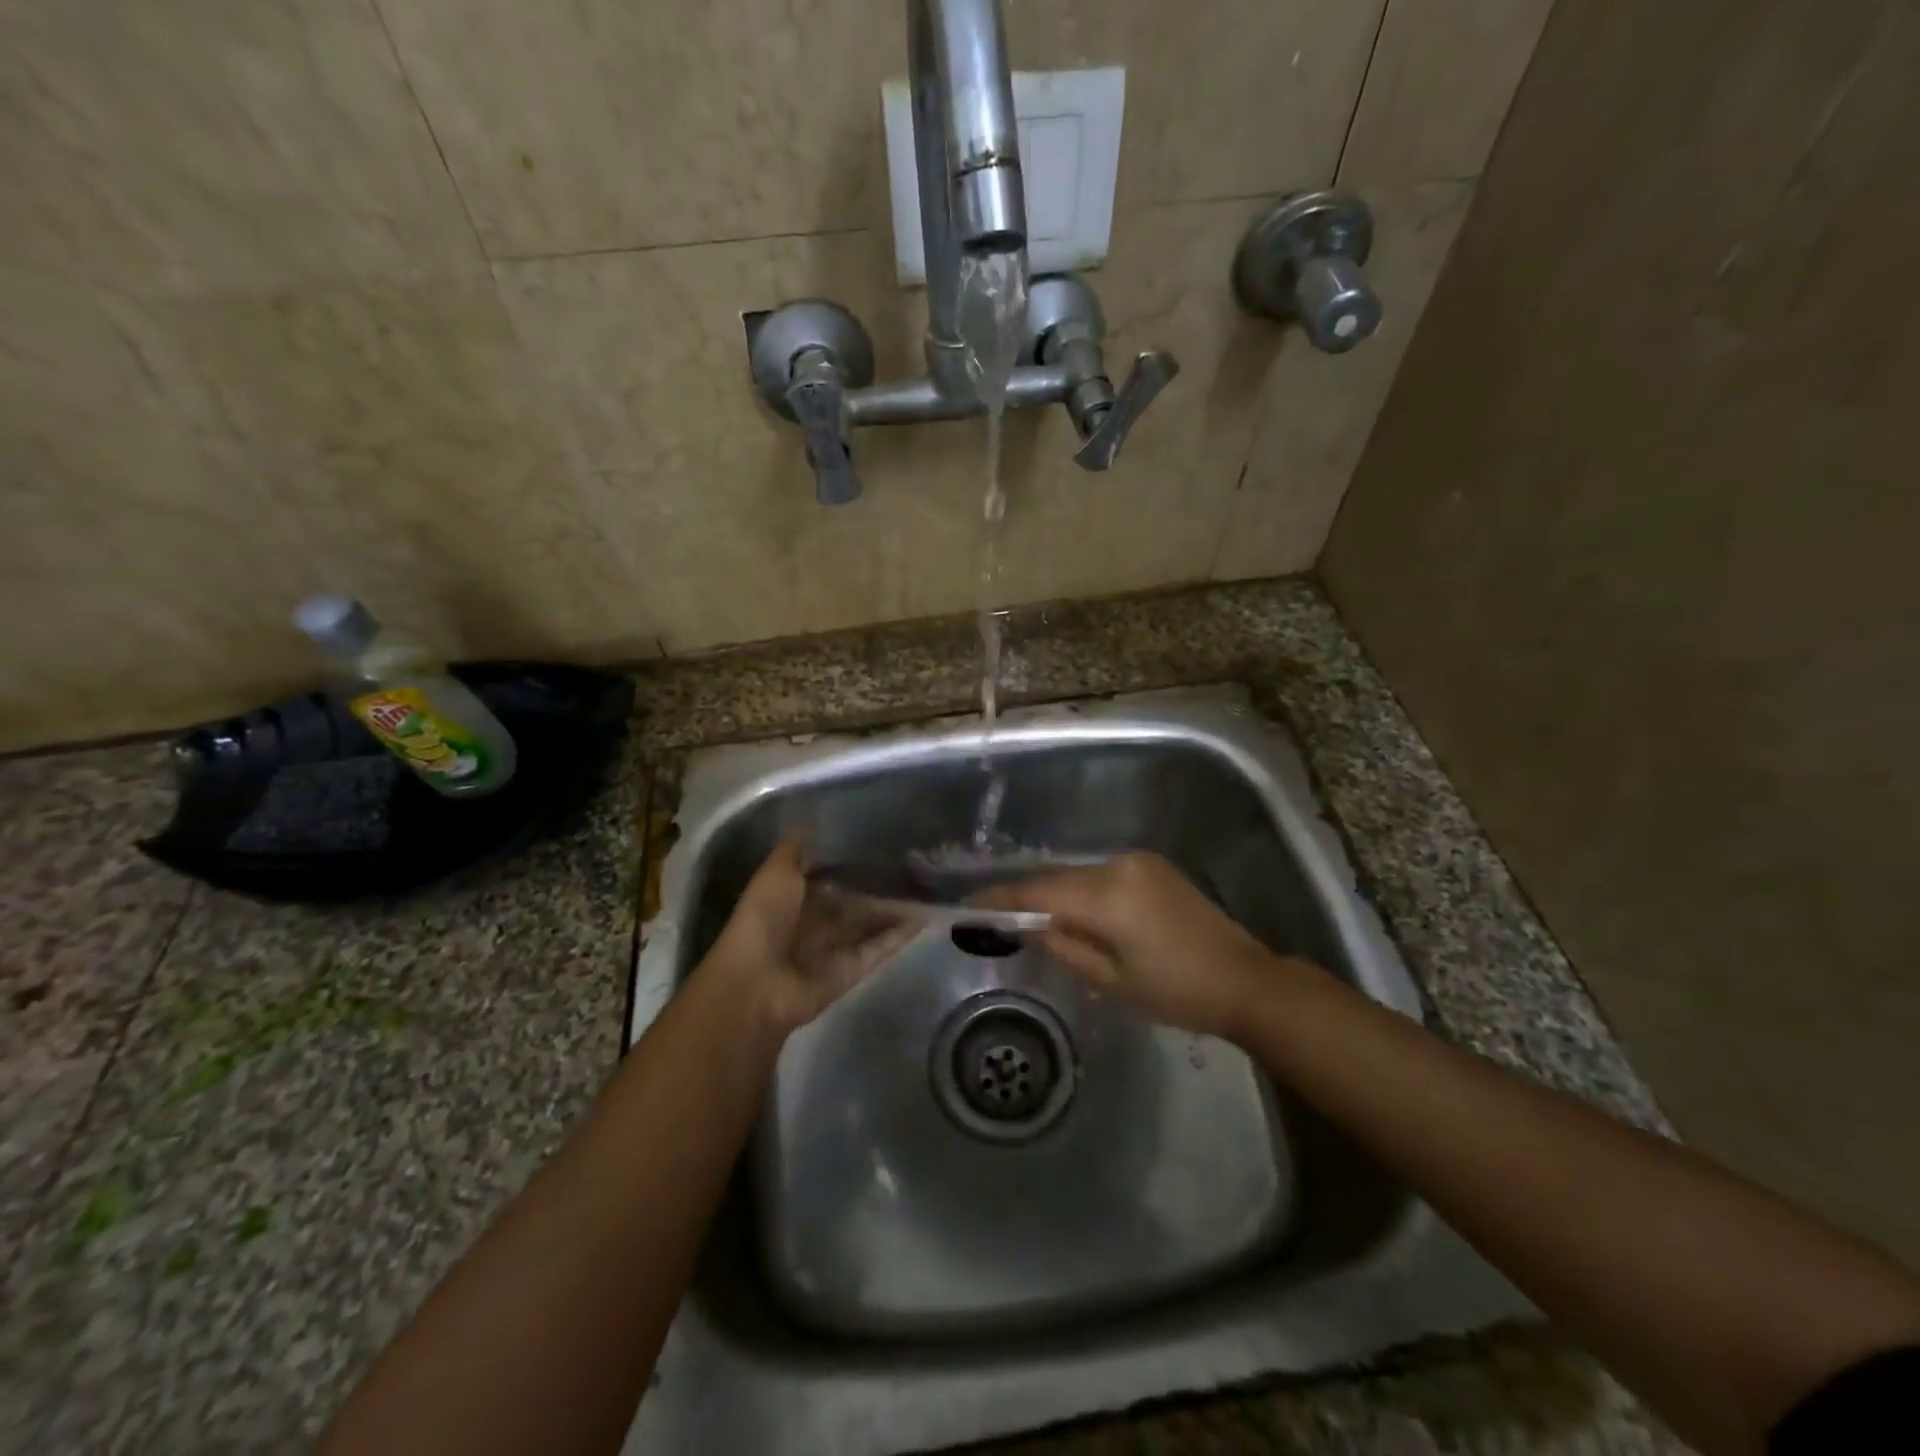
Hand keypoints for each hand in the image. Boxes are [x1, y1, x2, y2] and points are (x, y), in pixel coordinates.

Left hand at [700, 840, 920, 1036]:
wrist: (757, 984)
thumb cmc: (763, 920)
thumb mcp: (776, 872)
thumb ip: (796, 850)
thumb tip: (813, 821)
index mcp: (792, 898)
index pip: (826, 874)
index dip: (849, 859)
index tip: (879, 838)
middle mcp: (815, 922)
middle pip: (852, 899)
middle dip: (876, 883)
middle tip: (913, 858)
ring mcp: (835, 947)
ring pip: (871, 922)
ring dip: (895, 906)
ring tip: (929, 883)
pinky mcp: (853, 969)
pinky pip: (881, 947)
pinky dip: (902, 933)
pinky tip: (926, 913)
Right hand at [980, 851, 1300, 1039]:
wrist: (1247, 981)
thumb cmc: (1178, 992)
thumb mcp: (1113, 980)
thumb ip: (1065, 946)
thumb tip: (1030, 925)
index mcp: (1109, 895)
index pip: (1039, 890)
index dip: (1002, 898)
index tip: (969, 906)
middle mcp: (1120, 865)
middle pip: (1058, 879)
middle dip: (1028, 898)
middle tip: (998, 920)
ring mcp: (1139, 862)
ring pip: (1080, 876)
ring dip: (1058, 896)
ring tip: (1036, 922)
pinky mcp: (1153, 867)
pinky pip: (1103, 876)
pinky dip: (1084, 893)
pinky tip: (1078, 915)